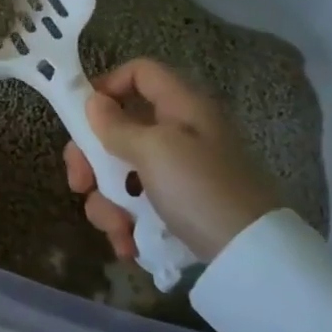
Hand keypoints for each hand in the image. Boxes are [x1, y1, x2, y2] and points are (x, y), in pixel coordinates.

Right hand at [62, 59, 279, 262]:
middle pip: (119, 128)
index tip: (81, 117)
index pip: (139, 72)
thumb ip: (117, 126)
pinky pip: (137, 205)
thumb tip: (93, 102)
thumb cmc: (201, 190)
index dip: (107, 85)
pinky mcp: (177, 207)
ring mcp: (178, 173)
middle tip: (80, 183)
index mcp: (181, 107)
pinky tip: (127, 245)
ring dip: (107, 201)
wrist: (252, 258)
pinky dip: (126, 223)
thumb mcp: (154, 151)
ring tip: (117, 228)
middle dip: (91, 159)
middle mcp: (178, 134)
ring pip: (121, 173)